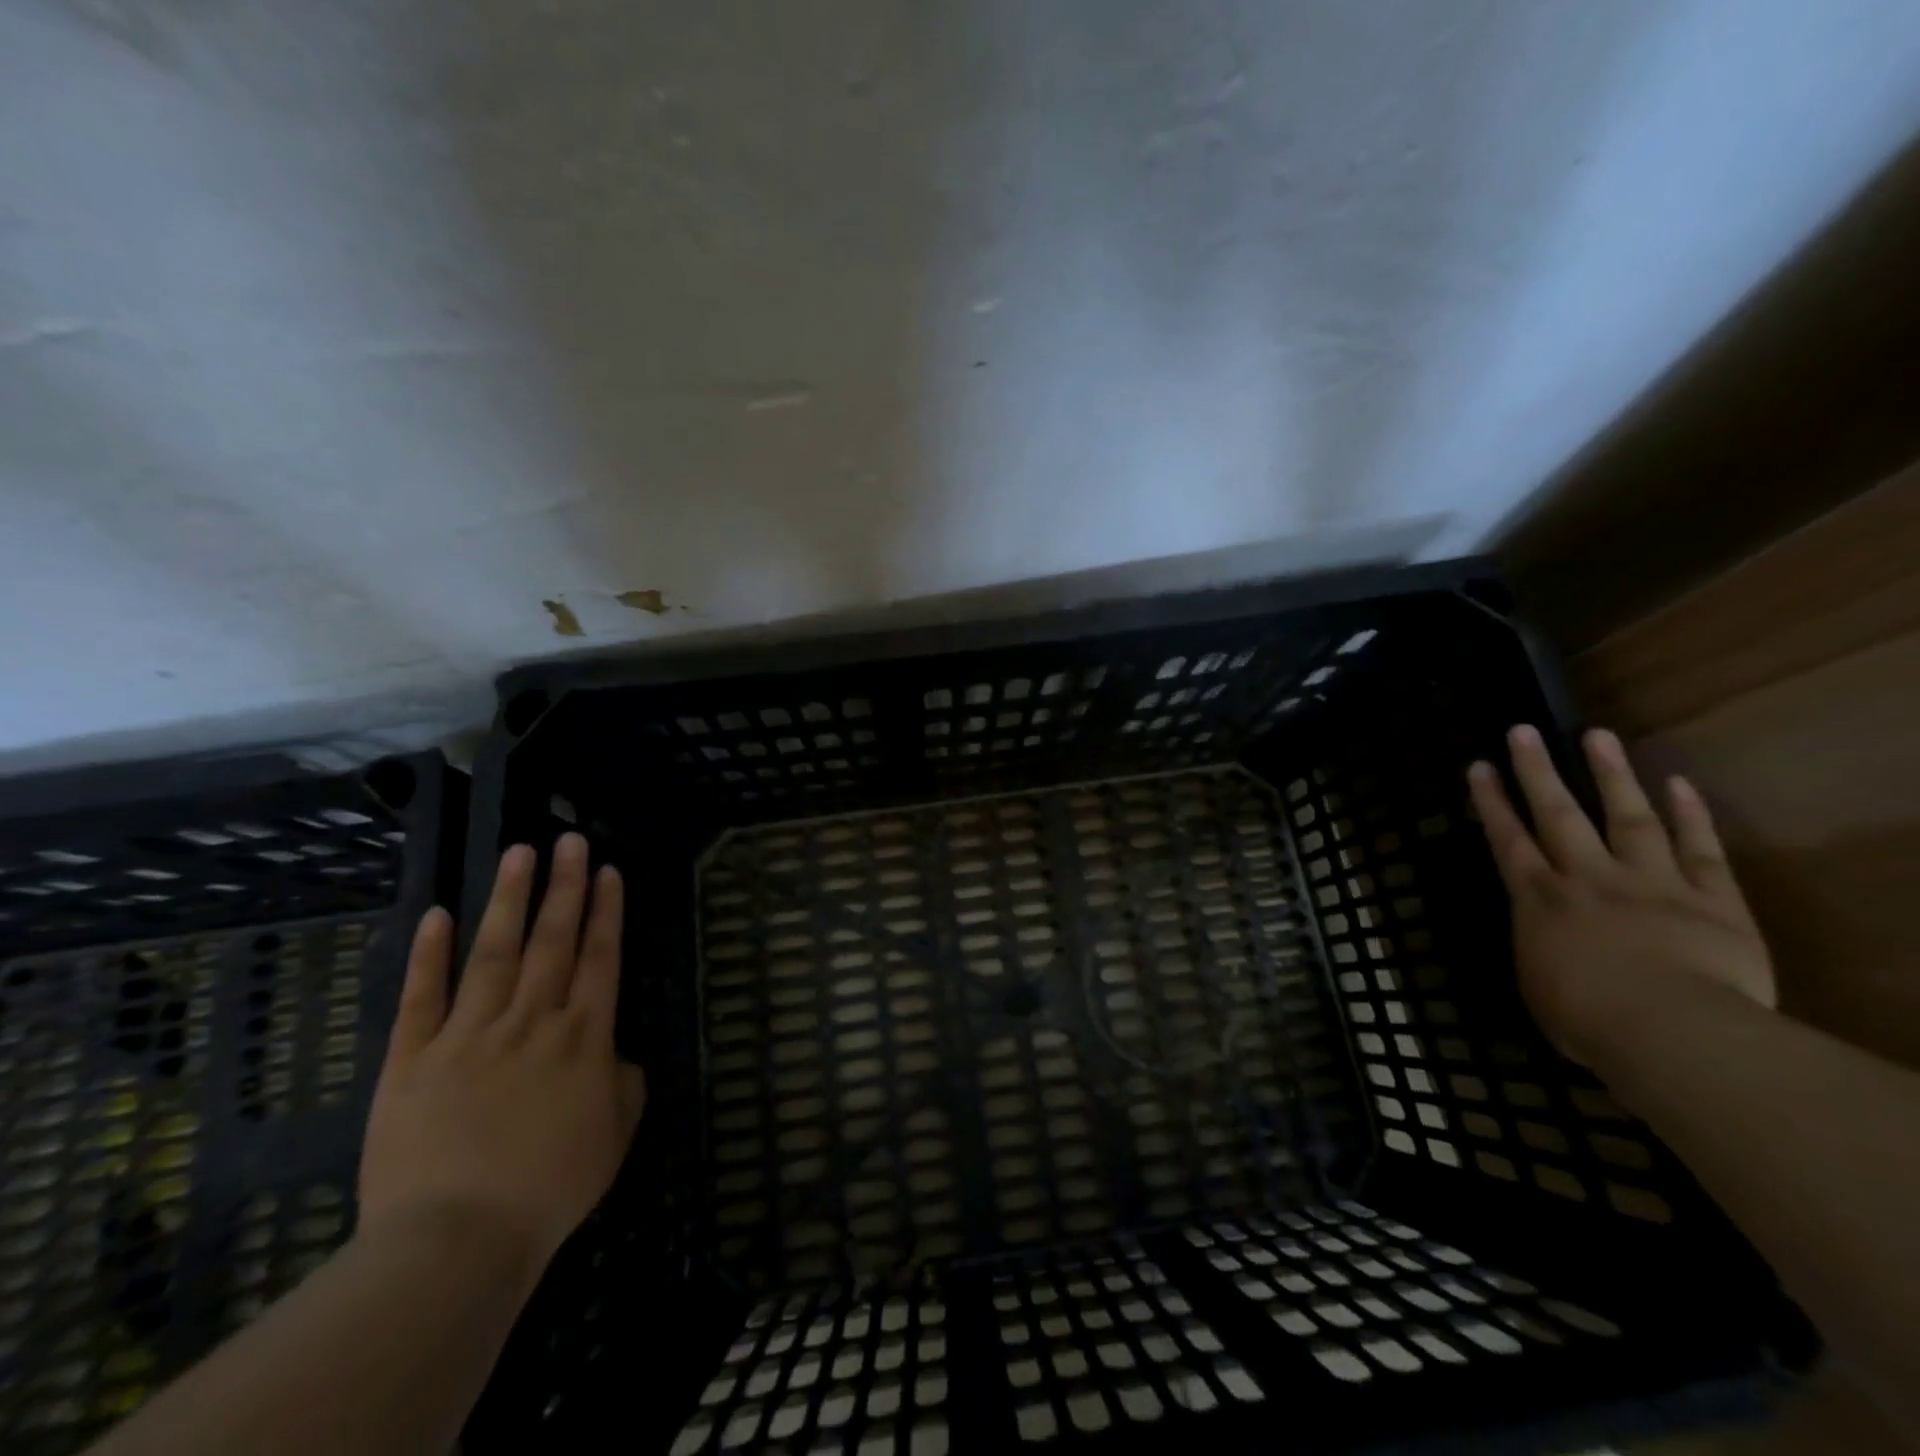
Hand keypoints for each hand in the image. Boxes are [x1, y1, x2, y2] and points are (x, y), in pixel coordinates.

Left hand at [357, 834, 645, 1278]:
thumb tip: (617, 1056)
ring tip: (520, 852)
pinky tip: (437, 914)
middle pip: (553, 940)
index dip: (606, 911)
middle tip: (570, 840)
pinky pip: (422, 997)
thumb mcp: (614, 1136)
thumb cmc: (549, 1189)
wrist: (455, 1241)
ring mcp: (469, 1034)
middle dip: (565, 886)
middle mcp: (532, 1020)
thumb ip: (624, 1084)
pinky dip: (428, 955)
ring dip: (509, 899)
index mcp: (584, 1037)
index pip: (600, 957)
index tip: (607, 871)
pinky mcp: (412, 1059)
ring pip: (494, 952)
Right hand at [1467, 725, 1774, 1066]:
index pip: (1508, 840)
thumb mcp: (1539, 988)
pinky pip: (1699, 849)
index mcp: (1539, 900)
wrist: (1670, 1029)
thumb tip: (1545, 944)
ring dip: (1610, 775)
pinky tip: (1678, 783)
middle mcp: (1586, 877)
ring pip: (1626, 817)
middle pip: (1557, 814)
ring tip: (1597, 734)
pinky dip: (1690, 815)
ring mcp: (1650, 882)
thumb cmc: (1586, 1019)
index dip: (1491, 802)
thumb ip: (1540, 952)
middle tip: (1523, 731)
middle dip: (1536, 771)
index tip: (1480, 767)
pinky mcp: (1711, 899)